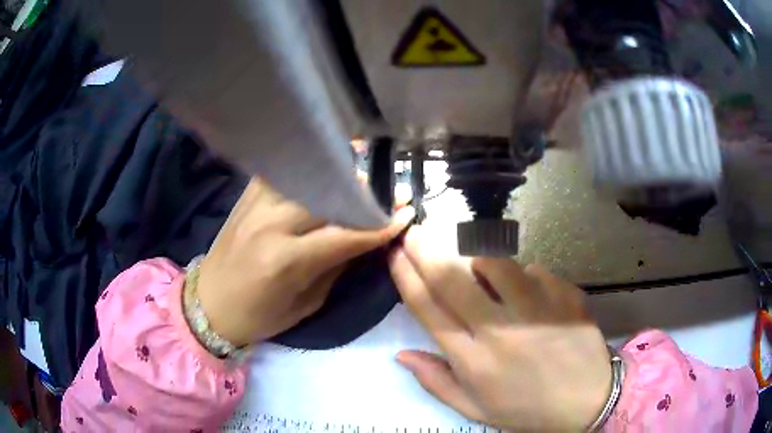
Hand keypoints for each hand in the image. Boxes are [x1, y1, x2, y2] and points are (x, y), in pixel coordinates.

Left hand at [197, 178, 412, 346]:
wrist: (209, 305)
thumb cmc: (259, 316)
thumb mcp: (306, 304)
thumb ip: (335, 268)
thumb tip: (364, 240)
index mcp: (286, 261)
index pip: (345, 234)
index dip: (380, 225)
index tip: (406, 214)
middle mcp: (271, 224)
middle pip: (328, 196)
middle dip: (364, 193)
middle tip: (388, 192)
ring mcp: (255, 205)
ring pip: (306, 176)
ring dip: (337, 172)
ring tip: (360, 170)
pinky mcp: (246, 197)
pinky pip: (281, 172)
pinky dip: (305, 167)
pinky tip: (321, 165)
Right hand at [389, 226, 610, 430]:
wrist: (589, 400)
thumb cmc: (528, 409)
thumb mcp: (476, 409)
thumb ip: (437, 382)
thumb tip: (401, 354)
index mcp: (474, 361)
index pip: (429, 310)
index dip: (406, 277)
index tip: (395, 254)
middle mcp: (501, 330)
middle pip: (452, 279)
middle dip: (426, 250)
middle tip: (414, 230)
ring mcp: (537, 308)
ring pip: (494, 263)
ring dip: (476, 256)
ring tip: (475, 262)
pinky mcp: (564, 294)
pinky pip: (532, 269)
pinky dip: (521, 274)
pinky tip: (527, 291)